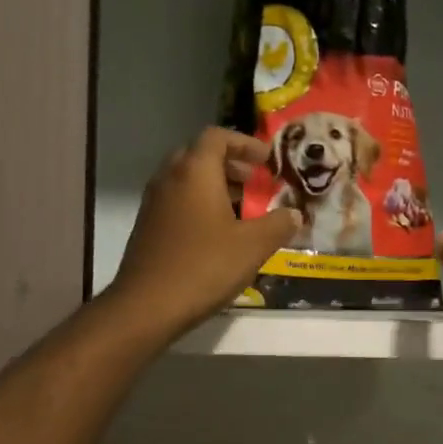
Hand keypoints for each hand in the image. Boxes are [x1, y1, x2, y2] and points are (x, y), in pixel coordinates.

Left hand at [107, 128, 301, 339]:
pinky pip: (177, 202)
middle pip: (199, 155)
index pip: (217, 137)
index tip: (266, 160)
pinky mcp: (147, 227)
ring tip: (242, 209)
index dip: (245, 144)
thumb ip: (278, 225)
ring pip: (186, 180)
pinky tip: (217, 234)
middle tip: (255, 182)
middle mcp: (170, 178)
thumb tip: (295, 214)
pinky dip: (199, 205)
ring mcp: (154, 203)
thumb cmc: (204, 266)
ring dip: (214, 186)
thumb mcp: (253, 246)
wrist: (147, 305)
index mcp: (195, 171)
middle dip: (230, 164)